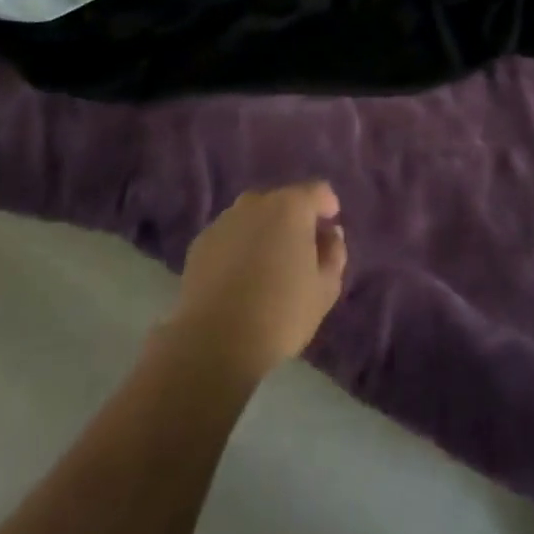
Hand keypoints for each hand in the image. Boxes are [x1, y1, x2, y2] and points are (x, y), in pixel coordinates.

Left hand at [166, 182, 347, 380]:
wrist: (215, 342)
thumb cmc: (281, 313)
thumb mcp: (325, 290)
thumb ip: (334, 254)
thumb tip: (330, 234)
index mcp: (291, 206)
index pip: (318, 191)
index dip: (327, 205)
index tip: (329, 224)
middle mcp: (256, 202)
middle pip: (282, 202)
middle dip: (293, 220)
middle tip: (298, 252)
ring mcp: (224, 220)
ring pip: (252, 218)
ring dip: (263, 232)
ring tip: (266, 267)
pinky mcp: (200, 242)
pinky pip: (229, 237)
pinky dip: (237, 248)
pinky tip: (238, 279)